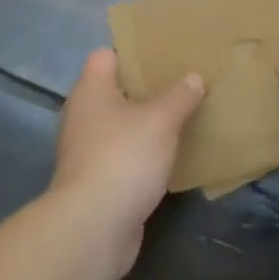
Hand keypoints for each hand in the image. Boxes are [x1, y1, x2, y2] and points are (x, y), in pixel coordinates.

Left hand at [49, 48, 203, 273]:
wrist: (93, 228)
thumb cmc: (124, 157)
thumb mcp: (161, 120)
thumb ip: (180, 96)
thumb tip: (194, 77)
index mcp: (91, 90)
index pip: (106, 55)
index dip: (133, 51)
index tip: (164, 53)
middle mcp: (84, 115)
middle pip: (117, 91)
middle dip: (147, 88)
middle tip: (183, 83)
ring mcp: (88, 151)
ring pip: (122, 126)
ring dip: (148, 123)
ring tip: (184, 115)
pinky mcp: (99, 181)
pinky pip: (126, 156)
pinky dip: (145, 154)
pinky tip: (172, 155)